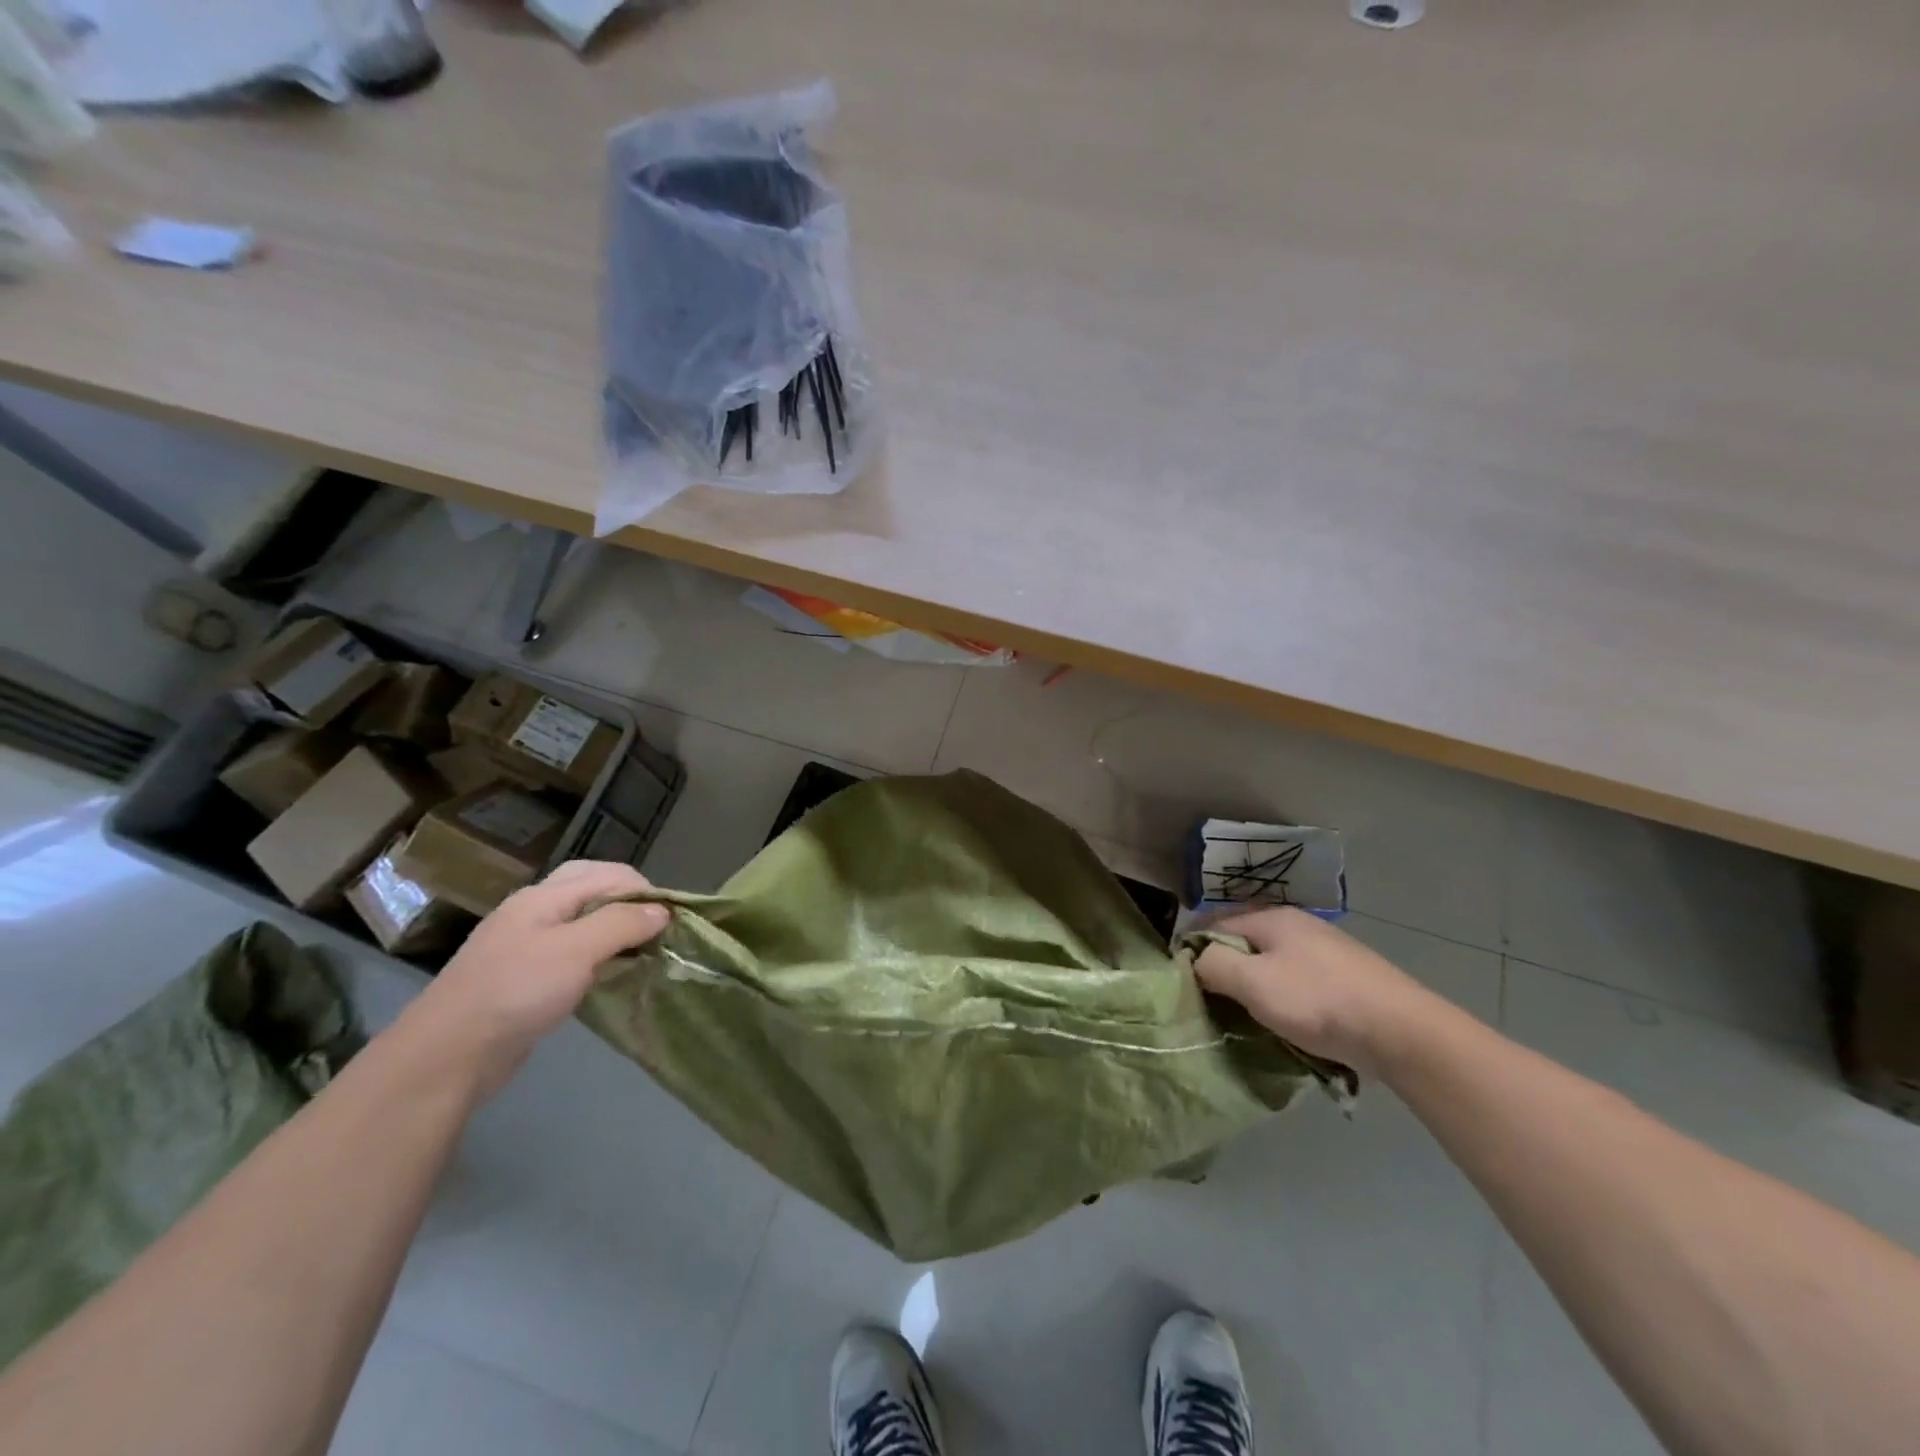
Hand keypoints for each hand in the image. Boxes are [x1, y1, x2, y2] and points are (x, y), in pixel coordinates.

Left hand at [395, 860, 669, 1099]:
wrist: (446, 1056)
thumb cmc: (516, 991)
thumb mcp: (576, 950)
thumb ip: (622, 924)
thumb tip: (662, 911)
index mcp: (544, 896)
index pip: (609, 874)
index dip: (646, 891)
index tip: (674, 921)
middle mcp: (534, 912)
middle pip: (592, 888)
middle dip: (630, 903)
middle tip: (658, 929)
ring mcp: (525, 945)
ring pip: (583, 922)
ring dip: (615, 930)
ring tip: (643, 952)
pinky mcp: (523, 979)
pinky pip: (571, 953)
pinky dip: (598, 956)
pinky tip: (609, 975)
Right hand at [1194, 907, 1437, 1076]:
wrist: (1403, 1033)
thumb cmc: (1319, 1001)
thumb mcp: (1253, 982)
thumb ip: (1213, 964)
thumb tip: (1194, 959)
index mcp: (1272, 917)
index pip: (1213, 923)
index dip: (1193, 950)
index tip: (1182, 984)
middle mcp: (1297, 925)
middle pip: (1243, 944)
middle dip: (1224, 971)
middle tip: (1211, 1005)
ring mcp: (1325, 951)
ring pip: (1270, 965)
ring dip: (1254, 989)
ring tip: (1245, 1019)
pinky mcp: (1345, 979)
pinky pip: (1296, 983)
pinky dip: (1283, 999)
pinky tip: (1285, 1023)